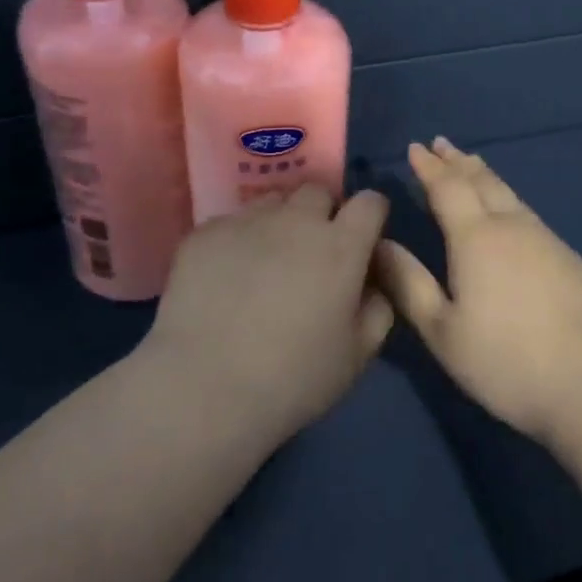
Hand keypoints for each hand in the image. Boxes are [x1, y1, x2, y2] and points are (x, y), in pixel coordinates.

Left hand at [144, 184, 394, 445]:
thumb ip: (377, 308)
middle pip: (318, 192)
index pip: (370, 202)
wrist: (204, 389)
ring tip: (266, 261)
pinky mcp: (204, 233)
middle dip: (322, 213)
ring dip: (279, 222)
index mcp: (341, 246)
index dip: (370, 217)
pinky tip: (225, 277)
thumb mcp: (357, 355)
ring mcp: (246, 222)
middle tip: (311, 253)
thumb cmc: (293, 378)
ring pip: (272, 202)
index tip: (362, 240)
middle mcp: (296, 220)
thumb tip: (372, 281)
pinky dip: (237, 240)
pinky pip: (231, 222)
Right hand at [375, 138, 581, 447]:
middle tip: (441, 145)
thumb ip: (409, 284)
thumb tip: (381, 244)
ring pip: (509, 194)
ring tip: (471, 164)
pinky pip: (527, 212)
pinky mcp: (569, 258)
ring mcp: (546, 240)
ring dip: (484, 175)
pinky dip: (507, 198)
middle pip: (481, 182)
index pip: (447, 188)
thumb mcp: (443, 331)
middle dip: (458, 162)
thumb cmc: (506, 360)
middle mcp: (512, 227)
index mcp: (475, 238)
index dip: (429, 167)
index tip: (415, 148)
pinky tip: (509, 209)